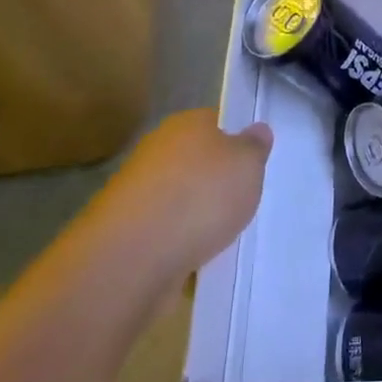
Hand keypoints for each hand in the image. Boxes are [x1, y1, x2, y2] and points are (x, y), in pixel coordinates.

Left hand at [88, 109, 272, 275]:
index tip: (252, 163)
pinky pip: (163, 232)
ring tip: (222, 235)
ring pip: (178, 198)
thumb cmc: (200, 196)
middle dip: (215, 180)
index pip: (215, 122)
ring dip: (195, 214)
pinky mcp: (125, 232)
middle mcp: (157, 150)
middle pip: (195, 160)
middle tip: (242, 200)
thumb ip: (255, 147)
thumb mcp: (248, 164)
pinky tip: (196, 259)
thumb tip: (256, 131)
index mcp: (186, 124)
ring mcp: (136, 192)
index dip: (235, 140)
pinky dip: (178, 243)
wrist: (132, 258)